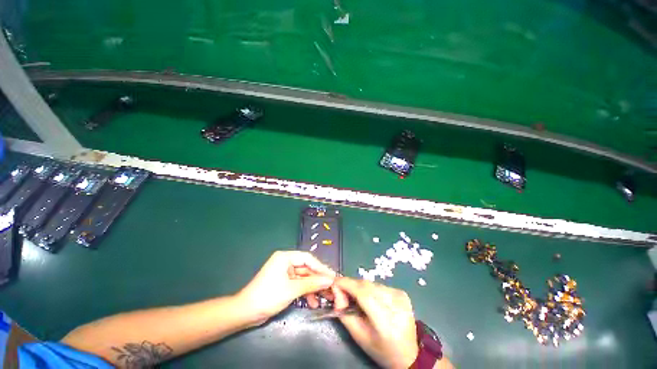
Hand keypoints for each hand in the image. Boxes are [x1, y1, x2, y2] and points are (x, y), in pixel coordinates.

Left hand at [237, 251, 335, 324]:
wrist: (245, 313)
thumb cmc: (268, 296)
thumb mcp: (292, 289)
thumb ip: (312, 283)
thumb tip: (329, 280)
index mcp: (285, 257)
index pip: (307, 258)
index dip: (321, 267)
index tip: (332, 276)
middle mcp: (285, 262)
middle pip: (306, 268)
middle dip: (318, 279)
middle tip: (331, 288)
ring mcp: (284, 273)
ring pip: (303, 278)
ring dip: (313, 288)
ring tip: (325, 297)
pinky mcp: (283, 283)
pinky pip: (298, 285)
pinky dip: (305, 292)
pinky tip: (313, 302)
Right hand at [332, 277, 418, 368]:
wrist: (409, 354)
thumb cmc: (381, 350)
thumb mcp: (359, 336)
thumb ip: (344, 313)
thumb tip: (337, 291)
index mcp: (386, 322)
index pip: (363, 293)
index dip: (347, 284)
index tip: (334, 282)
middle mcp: (395, 305)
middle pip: (366, 286)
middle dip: (351, 285)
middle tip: (342, 291)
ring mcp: (400, 296)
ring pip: (371, 284)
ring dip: (360, 287)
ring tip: (355, 297)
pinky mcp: (402, 293)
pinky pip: (379, 285)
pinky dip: (370, 289)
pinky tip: (370, 299)